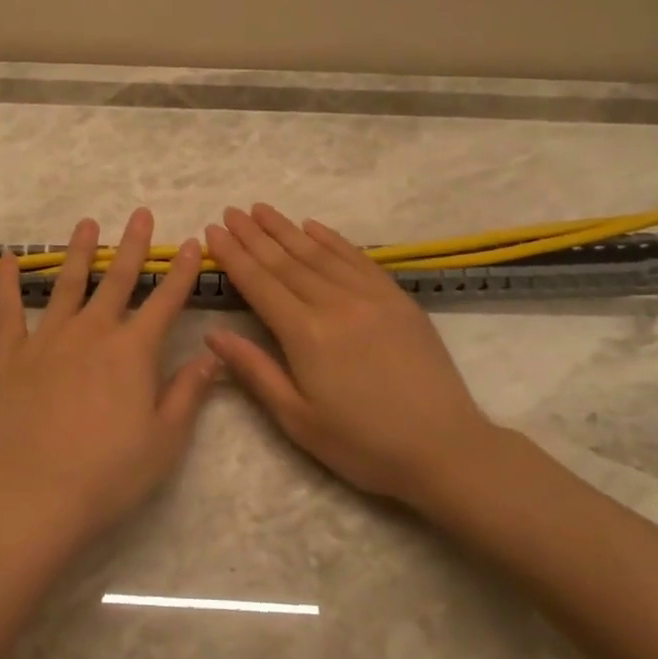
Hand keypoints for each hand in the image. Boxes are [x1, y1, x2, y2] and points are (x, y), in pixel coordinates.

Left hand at [0, 208, 218, 547]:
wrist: (35, 494)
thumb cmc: (109, 473)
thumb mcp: (165, 439)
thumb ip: (188, 391)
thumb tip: (212, 354)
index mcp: (133, 351)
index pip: (165, 301)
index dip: (181, 272)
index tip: (192, 243)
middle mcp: (92, 333)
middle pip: (117, 280)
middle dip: (132, 245)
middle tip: (140, 214)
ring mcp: (48, 340)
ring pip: (66, 284)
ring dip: (78, 252)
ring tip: (87, 224)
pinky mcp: (11, 356)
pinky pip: (8, 310)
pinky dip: (8, 282)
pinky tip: (9, 259)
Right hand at [203, 204, 506, 511]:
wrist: (445, 448)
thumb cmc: (362, 444)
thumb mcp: (297, 419)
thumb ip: (254, 371)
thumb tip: (213, 334)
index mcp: (306, 334)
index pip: (259, 283)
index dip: (234, 255)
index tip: (213, 231)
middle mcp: (336, 303)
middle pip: (285, 261)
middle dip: (254, 235)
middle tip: (231, 211)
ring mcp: (371, 296)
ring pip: (319, 253)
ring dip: (287, 229)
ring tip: (262, 210)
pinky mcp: (398, 299)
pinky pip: (357, 259)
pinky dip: (332, 239)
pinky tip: (314, 226)